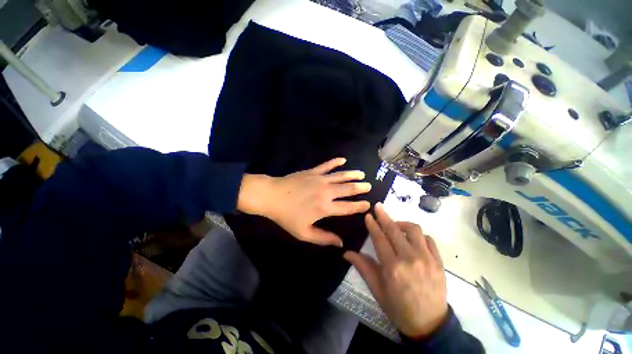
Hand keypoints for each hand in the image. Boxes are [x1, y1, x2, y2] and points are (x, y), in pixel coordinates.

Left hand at [238, 158, 371, 245]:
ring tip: (361, 174)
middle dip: (360, 188)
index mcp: (325, 208)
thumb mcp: (303, 233)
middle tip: (368, 186)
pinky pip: (327, 165)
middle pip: (348, 189)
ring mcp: (320, 179)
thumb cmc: (287, 216)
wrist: (272, 196)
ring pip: (340, 176)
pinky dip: (335, 162)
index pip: (348, 207)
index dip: (359, 206)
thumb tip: (340, 243)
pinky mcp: (313, 171)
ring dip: (352, 175)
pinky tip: (342, 159)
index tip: (368, 204)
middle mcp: (326, 192)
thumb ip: (323, 238)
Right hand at [344, 203, 447, 338]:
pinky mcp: (439, 261)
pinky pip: (428, 239)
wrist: (429, 325)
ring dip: (402, 223)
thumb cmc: (398, 307)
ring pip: (414, 230)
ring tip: (395, 226)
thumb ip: (363, 267)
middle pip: (394, 230)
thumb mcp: (377, 289)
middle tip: (378, 206)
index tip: (368, 215)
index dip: (373, 225)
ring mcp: (427, 259)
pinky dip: (418, 235)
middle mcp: (410, 259)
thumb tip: (346, 252)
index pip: (380, 238)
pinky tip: (412, 238)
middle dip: (384, 216)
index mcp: (392, 267)